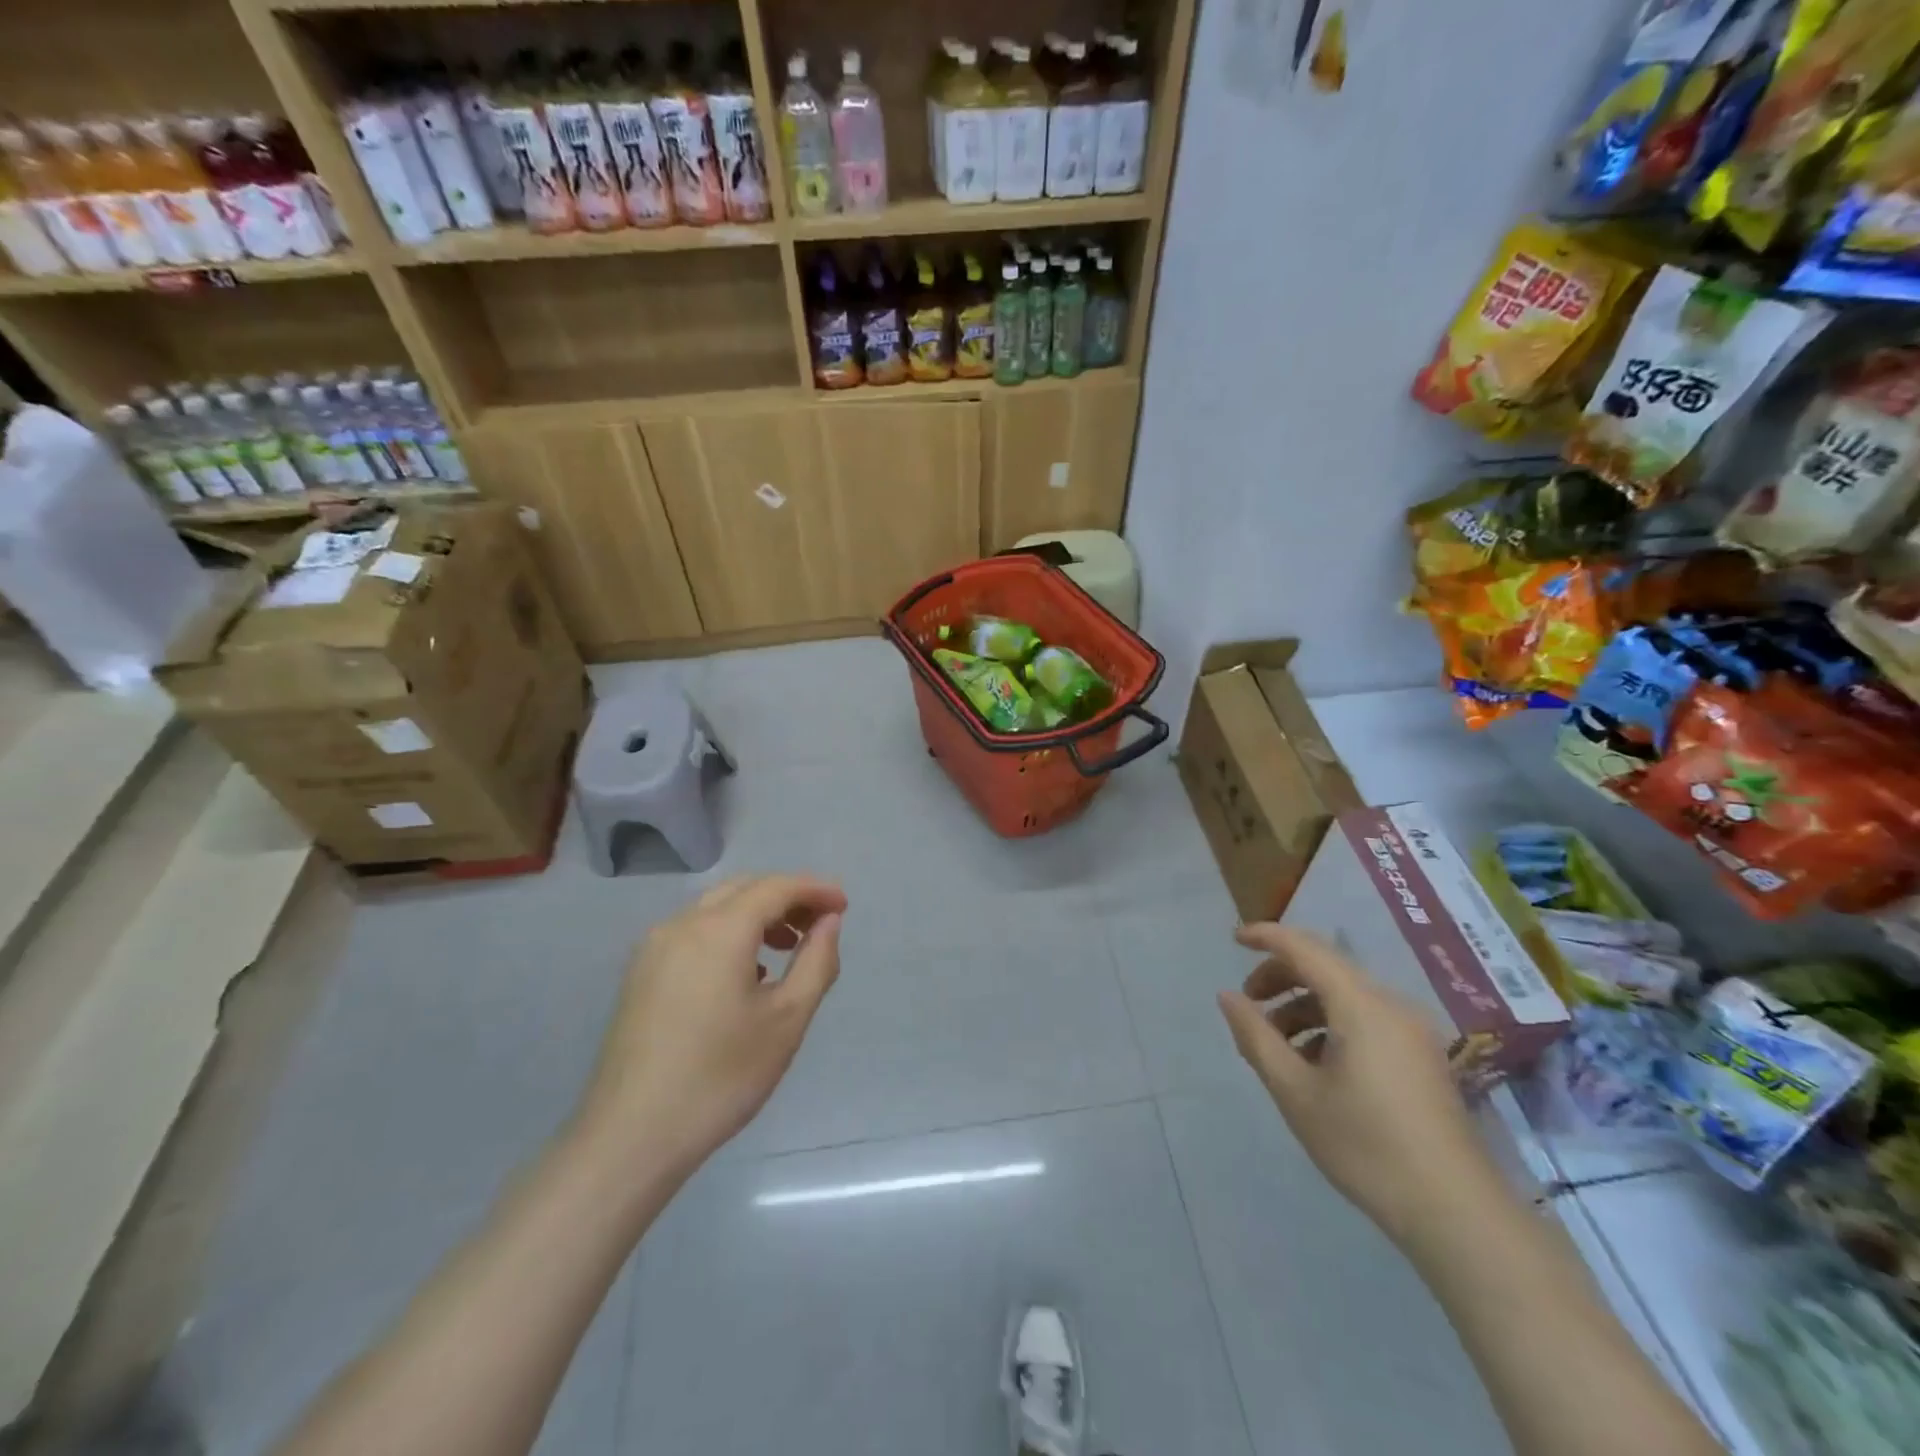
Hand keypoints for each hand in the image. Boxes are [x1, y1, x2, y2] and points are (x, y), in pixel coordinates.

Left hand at [573, 875, 845, 1181]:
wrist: (631, 1136)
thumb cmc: (721, 1077)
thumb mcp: (787, 1020)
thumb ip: (816, 961)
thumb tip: (828, 921)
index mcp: (720, 930)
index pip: (777, 887)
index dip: (815, 889)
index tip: (844, 905)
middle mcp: (683, 924)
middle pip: (745, 888)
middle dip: (787, 897)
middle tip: (821, 924)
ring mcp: (655, 947)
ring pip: (717, 907)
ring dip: (758, 914)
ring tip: (789, 947)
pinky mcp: (641, 972)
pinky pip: (695, 931)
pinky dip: (729, 932)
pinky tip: (746, 971)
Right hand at [1217, 924, 1499, 1246]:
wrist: (1456, 1213)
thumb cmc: (1366, 1146)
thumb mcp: (1295, 1092)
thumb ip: (1256, 1036)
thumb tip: (1228, 996)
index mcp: (1361, 1005)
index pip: (1305, 948)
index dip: (1267, 937)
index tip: (1233, 940)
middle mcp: (1391, 1005)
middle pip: (1326, 967)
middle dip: (1281, 976)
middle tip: (1249, 1005)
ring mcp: (1412, 1031)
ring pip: (1345, 995)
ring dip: (1303, 1005)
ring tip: (1275, 1044)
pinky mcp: (1422, 1056)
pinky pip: (1365, 1018)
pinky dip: (1330, 1024)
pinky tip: (1313, 1064)